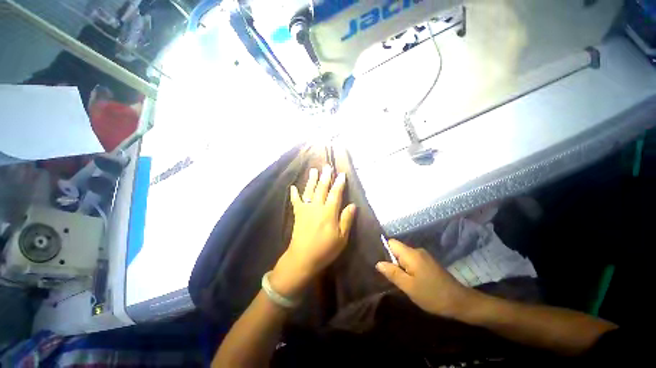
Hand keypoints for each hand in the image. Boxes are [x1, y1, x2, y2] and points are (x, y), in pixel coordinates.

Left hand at [270, 165, 356, 297]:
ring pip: (309, 191)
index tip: (341, 174)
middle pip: (322, 188)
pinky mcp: (298, 214)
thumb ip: (346, 220)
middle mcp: (317, 207)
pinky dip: (294, 194)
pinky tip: (293, 187)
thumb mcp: (341, 238)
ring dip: (312, 180)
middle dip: (325, 177)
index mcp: (329, 213)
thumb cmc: (325, 250)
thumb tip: (353, 205)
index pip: (335, 194)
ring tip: (313, 170)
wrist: (302, 258)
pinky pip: (295, 201)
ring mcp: (306, 209)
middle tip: (327, 166)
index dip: (339, 183)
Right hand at [376, 239, 477, 318]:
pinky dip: (409, 268)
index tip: (385, 266)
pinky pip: (413, 260)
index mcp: (411, 254)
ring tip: (404, 282)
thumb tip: (378, 263)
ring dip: (402, 267)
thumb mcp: (409, 287)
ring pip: (405, 256)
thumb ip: (392, 273)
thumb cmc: (432, 295)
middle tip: (395, 278)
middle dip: (393, 261)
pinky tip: (414, 281)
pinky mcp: (429, 262)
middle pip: (398, 249)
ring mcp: (425, 256)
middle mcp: (417, 251)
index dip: (385, 251)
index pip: (392, 243)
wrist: (461, 302)